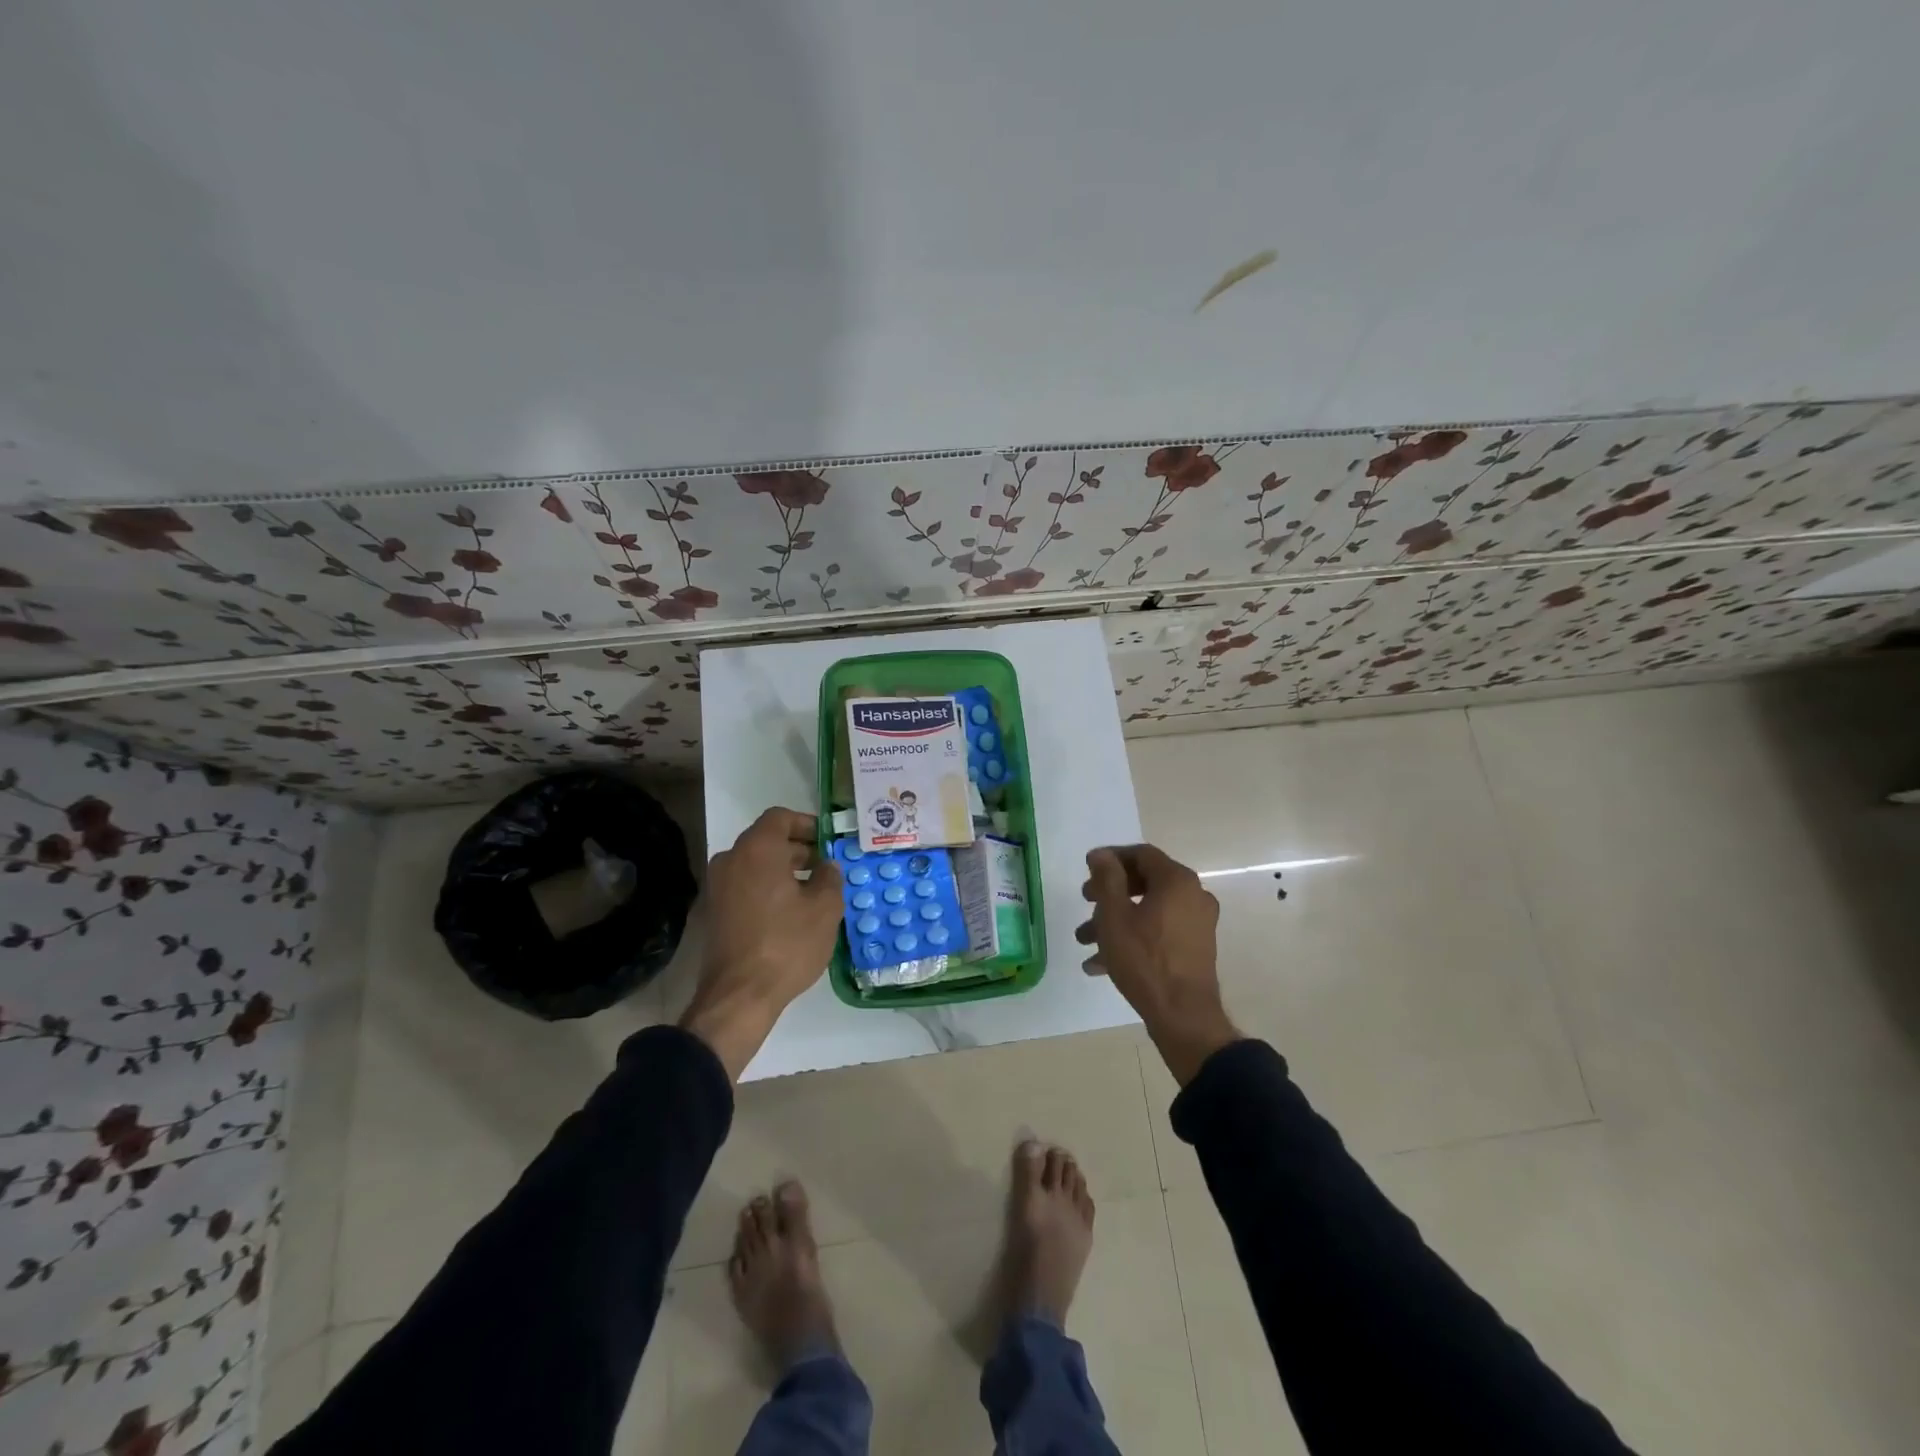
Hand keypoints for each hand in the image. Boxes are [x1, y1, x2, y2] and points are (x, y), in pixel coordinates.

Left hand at [681, 808, 842, 1079]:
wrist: (739, 996)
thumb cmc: (787, 944)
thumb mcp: (825, 908)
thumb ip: (830, 877)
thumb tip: (827, 866)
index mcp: (757, 849)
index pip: (780, 817)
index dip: (807, 824)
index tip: (828, 840)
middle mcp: (731, 859)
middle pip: (766, 839)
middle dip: (798, 848)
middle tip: (826, 867)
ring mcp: (718, 886)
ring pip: (755, 863)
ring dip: (783, 869)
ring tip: (813, 891)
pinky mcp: (715, 911)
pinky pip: (745, 884)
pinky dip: (767, 887)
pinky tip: (790, 911)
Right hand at [1079, 844, 1238, 1085]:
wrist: (1183, 1016)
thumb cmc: (1144, 959)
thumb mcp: (1114, 915)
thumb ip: (1107, 878)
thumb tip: (1101, 854)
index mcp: (1177, 881)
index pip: (1141, 854)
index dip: (1111, 858)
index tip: (1087, 869)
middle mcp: (1193, 896)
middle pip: (1145, 882)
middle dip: (1110, 892)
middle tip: (1085, 901)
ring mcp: (1197, 924)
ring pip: (1148, 911)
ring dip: (1115, 920)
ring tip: (1085, 940)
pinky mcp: (1194, 948)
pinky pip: (1158, 933)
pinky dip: (1132, 939)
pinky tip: (1100, 963)